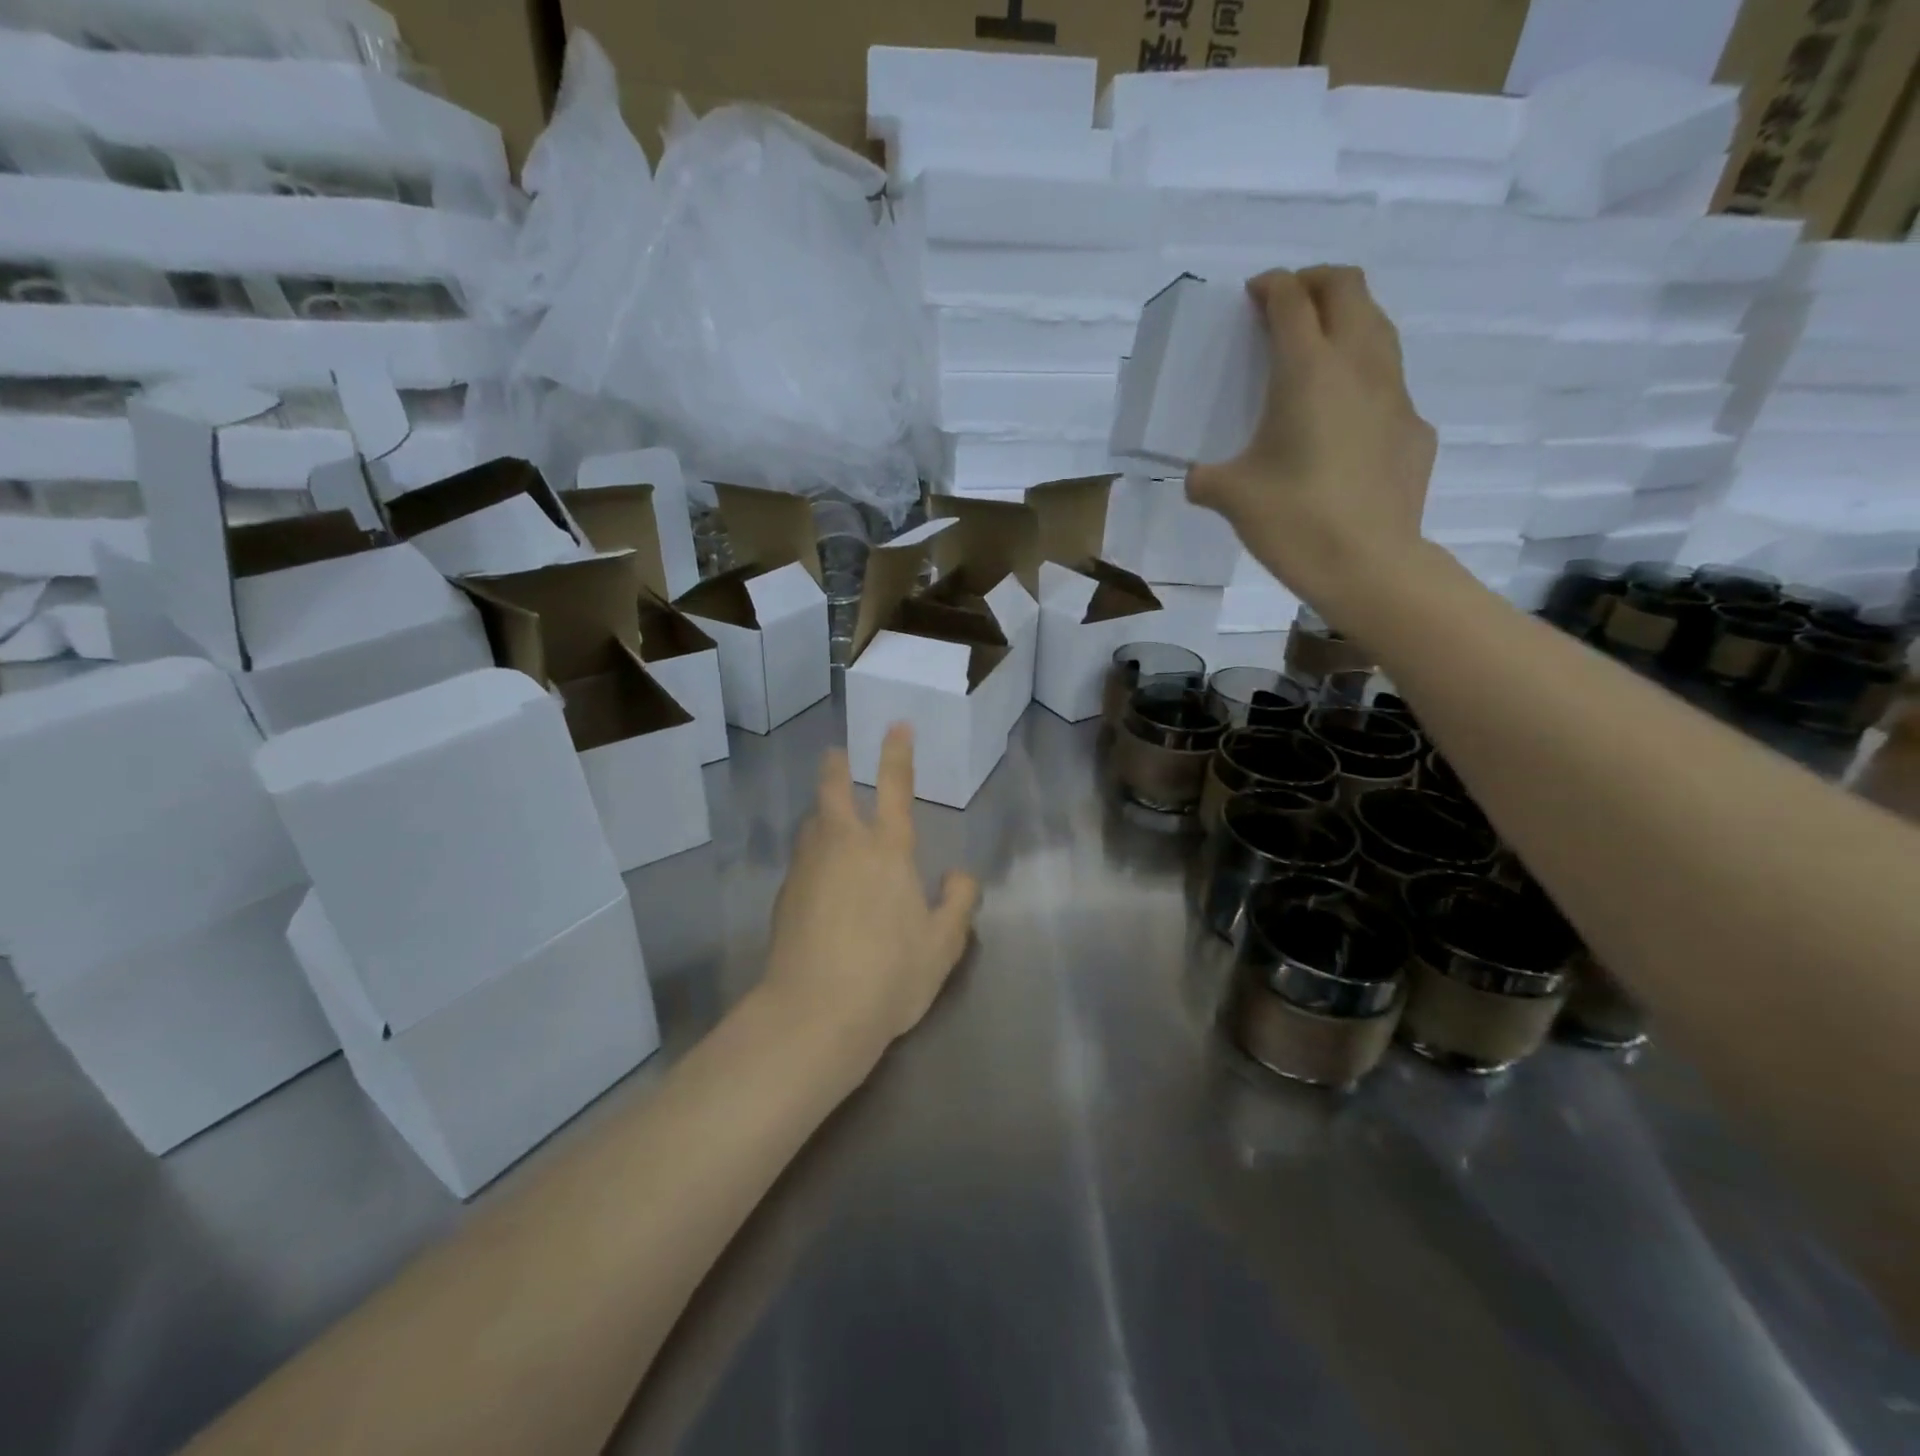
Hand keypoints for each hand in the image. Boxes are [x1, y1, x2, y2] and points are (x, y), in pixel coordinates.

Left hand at [762, 724, 980, 1060]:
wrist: (814, 1014)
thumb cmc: (889, 975)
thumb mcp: (943, 945)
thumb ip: (959, 903)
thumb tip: (960, 875)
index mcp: (886, 851)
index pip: (894, 787)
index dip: (896, 753)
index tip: (896, 725)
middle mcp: (842, 847)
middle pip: (833, 792)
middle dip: (836, 767)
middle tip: (837, 754)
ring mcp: (807, 870)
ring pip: (811, 825)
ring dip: (821, 813)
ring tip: (830, 819)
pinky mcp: (784, 898)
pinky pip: (802, 862)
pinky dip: (813, 856)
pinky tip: (821, 881)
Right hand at [1187, 267, 1436, 614]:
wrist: (1369, 565)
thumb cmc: (1294, 521)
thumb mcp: (1231, 498)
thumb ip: (1206, 477)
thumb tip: (1197, 478)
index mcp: (1308, 371)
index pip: (1291, 301)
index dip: (1271, 286)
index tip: (1254, 294)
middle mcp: (1358, 365)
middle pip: (1349, 288)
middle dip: (1316, 282)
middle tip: (1288, 304)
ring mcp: (1395, 394)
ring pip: (1378, 327)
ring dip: (1348, 320)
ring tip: (1319, 349)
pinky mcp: (1414, 427)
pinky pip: (1389, 383)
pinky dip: (1363, 379)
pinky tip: (1344, 421)